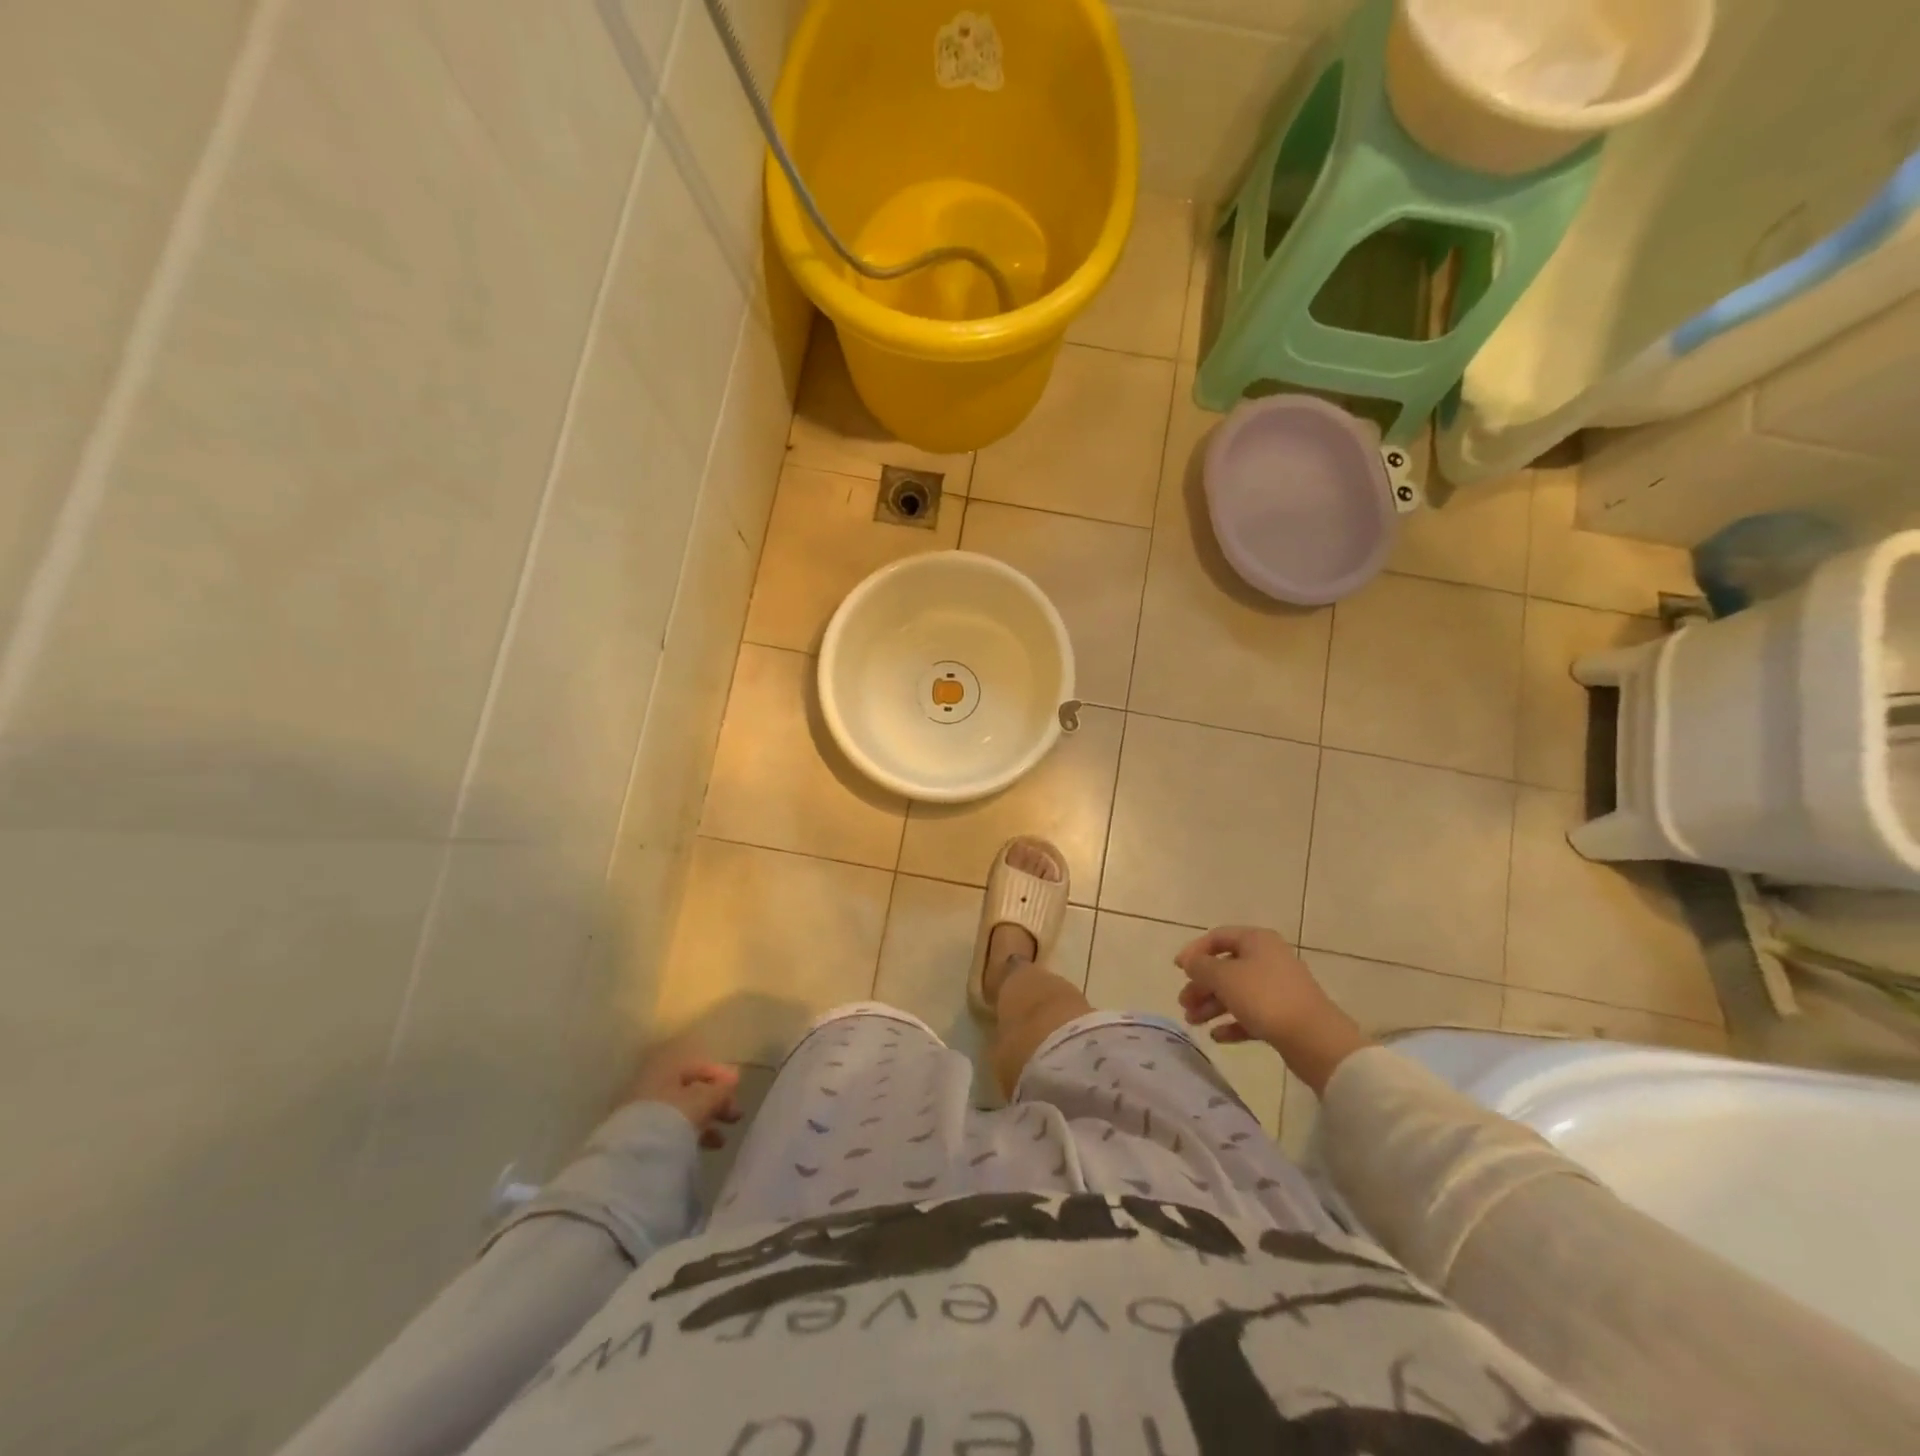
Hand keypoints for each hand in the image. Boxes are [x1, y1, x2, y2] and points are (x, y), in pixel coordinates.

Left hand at [624, 1042, 743, 1149]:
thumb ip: (720, 1088)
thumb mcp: (703, 1099)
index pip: (696, 1064)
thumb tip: (734, 1078)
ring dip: (705, 1122)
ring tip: (721, 1141)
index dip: (719, 1074)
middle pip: (690, 1089)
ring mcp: (644, 1111)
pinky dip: (689, 1135)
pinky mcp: (640, 1136)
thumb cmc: (673, 1116)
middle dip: (715, 1102)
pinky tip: (702, 1149)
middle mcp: (653, 1084)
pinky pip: (671, 1128)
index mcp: (665, 1067)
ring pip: (682, 1111)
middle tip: (735, 1116)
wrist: (634, 1157)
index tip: (737, 1089)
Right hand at [1174, 926, 1367, 1094]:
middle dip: (1201, 985)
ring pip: (1236, 992)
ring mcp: (1277, 988)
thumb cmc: (1265, 997)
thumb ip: (1201, 966)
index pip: (1218, 937)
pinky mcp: (1284, 1015)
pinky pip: (1251, 1014)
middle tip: (1184, 1004)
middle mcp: (1268, 959)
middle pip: (1225, 967)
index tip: (1177, 969)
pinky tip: (1216, 1036)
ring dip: (1212, 1005)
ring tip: (1194, 1022)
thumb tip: (1190, 961)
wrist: (1315, 1039)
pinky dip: (1232, 1023)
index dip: (1194, 951)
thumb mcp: (1224, 977)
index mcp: (1256, 941)